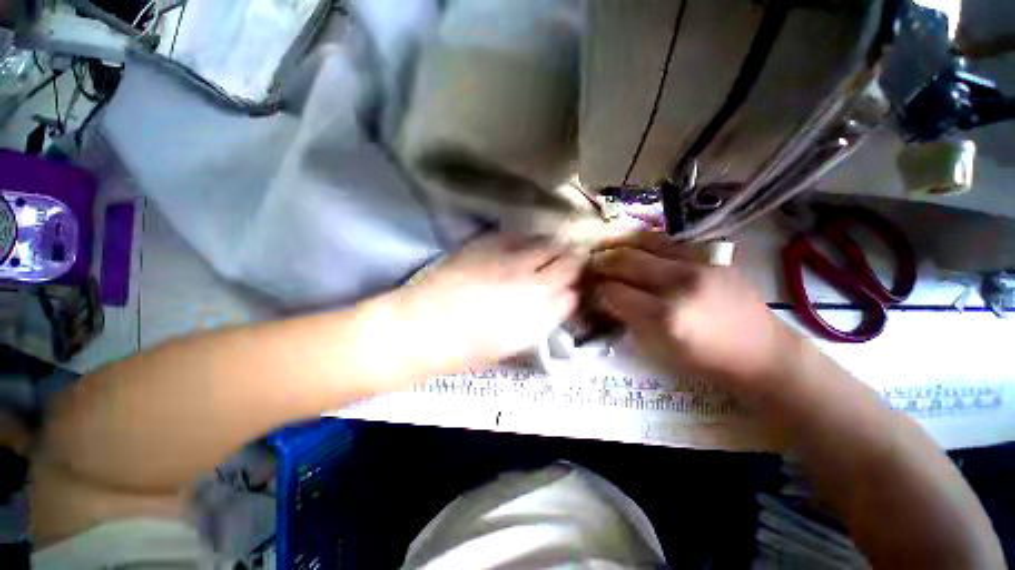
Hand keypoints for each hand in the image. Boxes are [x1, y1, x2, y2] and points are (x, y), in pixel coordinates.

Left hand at [395, 234, 581, 373]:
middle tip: (565, 256)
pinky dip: (521, 239)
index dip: (576, 270)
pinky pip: (512, 235)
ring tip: (544, 249)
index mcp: (536, 298)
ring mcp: (503, 254)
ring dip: (547, 243)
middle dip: (567, 252)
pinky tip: (517, 245)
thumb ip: (548, 315)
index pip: (571, 273)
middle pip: (559, 251)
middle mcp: (525, 270)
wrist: (421, 328)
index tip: (574, 272)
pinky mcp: (481, 244)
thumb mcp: (518, 341)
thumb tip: (568, 295)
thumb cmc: (469, 347)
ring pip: (538, 239)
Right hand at [589, 231, 798, 391]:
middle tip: (590, 264)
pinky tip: (634, 245)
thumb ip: (628, 318)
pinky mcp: (710, 255)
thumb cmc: (707, 360)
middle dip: (601, 261)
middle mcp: (679, 283)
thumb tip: (605, 297)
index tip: (589, 288)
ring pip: (644, 242)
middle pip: (625, 261)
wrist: (762, 352)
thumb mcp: (659, 348)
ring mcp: (697, 264)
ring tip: (606, 247)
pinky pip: (667, 240)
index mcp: (665, 315)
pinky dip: (644, 241)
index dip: (597, 289)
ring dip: (619, 244)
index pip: (614, 291)